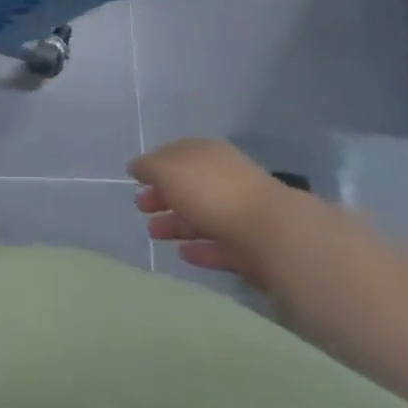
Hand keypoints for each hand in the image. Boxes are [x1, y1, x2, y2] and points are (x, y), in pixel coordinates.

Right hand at [129, 138, 295, 282]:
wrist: (272, 233)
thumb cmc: (212, 191)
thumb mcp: (169, 170)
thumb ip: (149, 167)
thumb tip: (136, 167)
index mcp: (205, 154)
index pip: (175, 154)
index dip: (154, 165)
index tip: (135, 180)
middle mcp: (222, 178)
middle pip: (186, 186)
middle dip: (162, 196)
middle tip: (140, 208)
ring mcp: (238, 212)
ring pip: (199, 216)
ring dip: (175, 224)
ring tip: (154, 234)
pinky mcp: (248, 247)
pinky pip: (217, 245)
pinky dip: (199, 248)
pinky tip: (183, 254)